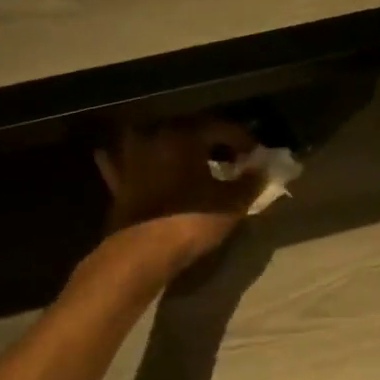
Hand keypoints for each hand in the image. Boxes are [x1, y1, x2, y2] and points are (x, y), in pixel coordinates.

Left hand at [94, 118, 262, 272]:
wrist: (141, 252)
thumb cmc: (191, 220)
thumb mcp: (232, 204)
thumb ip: (250, 182)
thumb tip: (260, 169)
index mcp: (186, 135)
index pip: (221, 127)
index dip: (243, 140)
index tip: (256, 155)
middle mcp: (156, 136)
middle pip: (190, 130)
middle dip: (211, 142)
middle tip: (230, 158)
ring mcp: (132, 156)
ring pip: (158, 141)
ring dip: (175, 148)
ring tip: (193, 163)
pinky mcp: (118, 180)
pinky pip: (128, 162)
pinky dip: (141, 163)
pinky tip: (145, 166)